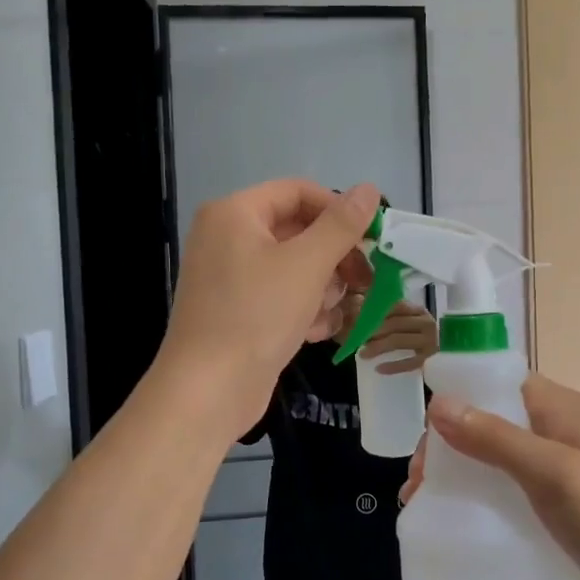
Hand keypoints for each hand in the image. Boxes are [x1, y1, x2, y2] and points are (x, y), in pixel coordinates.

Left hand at [157, 180, 379, 435]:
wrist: (208, 390)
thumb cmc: (256, 315)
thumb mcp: (307, 264)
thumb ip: (341, 225)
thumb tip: (369, 189)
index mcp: (235, 214)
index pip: (297, 192)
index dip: (338, 209)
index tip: (371, 238)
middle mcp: (228, 238)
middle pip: (298, 231)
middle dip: (333, 258)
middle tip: (365, 280)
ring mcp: (231, 278)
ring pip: (295, 268)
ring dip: (322, 289)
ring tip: (326, 314)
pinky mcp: (239, 312)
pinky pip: (281, 297)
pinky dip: (303, 311)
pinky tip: (315, 333)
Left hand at [359, 300, 438, 372]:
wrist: (450, 350)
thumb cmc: (422, 334)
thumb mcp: (410, 320)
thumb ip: (391, 314)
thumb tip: (360, 306)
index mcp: (418, 310)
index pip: (394, 307)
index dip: (374, 313)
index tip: (357, 320)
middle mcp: (425, 323)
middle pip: (393, 324)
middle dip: (372, 331)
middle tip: (356, 338)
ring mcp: (430, 342)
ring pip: (398, 341)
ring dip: (377, 347)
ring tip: (362, 354)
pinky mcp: (430, 360)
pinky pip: (409, 363)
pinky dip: (393, 366)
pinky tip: (379, 369)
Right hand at [422, 374, 579, 579]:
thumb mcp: (553, 472)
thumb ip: (494, 438)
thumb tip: (438, 403)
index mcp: (560, 409)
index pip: (496, 385)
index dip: (456, 402)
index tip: (425, 440)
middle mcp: (558, 432)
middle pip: (490, 423)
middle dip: (450, 446)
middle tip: (419, 485)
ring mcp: (560, 472)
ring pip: (496, 459)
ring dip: (461, 475)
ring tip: (426, 504)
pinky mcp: (560, 508)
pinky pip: (510, 492)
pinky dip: (482, 499)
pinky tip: (461, 521)